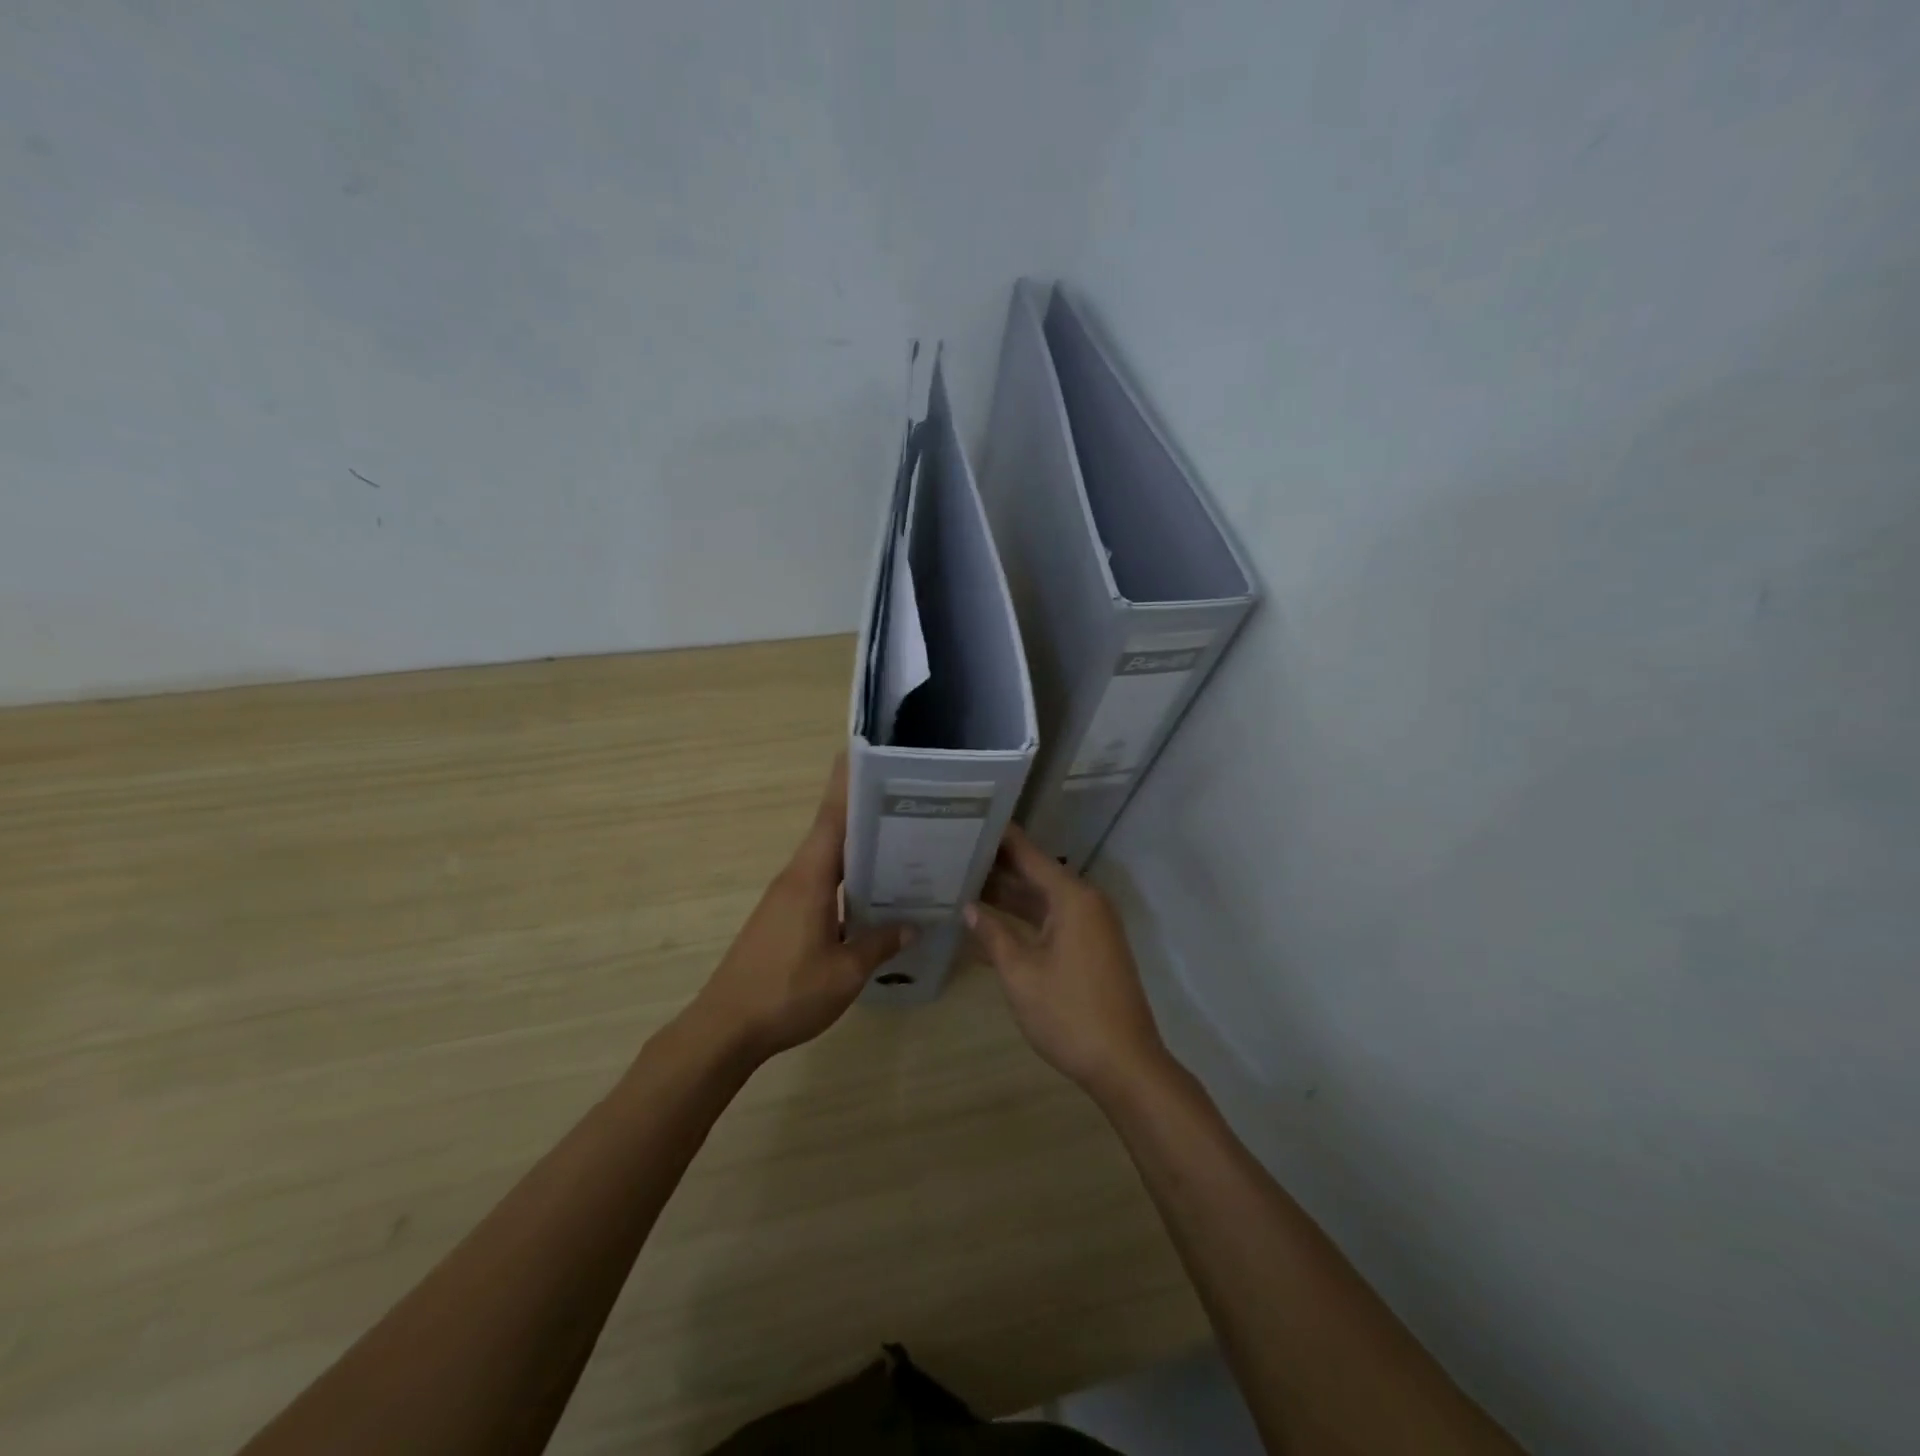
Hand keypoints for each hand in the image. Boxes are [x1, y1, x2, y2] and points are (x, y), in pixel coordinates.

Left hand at [684, 754, 909, 1063]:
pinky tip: (871, 894)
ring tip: (900, 843)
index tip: (866, 754)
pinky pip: (820, 883)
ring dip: (857, 848)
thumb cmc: (787, 993)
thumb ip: (880, 944)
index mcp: (810, 879)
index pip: (832, 818)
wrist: (726, 1028)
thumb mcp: (845, 973)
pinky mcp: (782, 917)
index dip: (847, 785)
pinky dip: (846, 878)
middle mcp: (796, 878)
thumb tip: (912, 924)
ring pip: (827, 860)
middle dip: (864, 812)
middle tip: (907, 801)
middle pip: (832, 833)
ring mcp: (786, 898)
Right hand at [965, 825, 1169, 1099]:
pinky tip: (993, 923)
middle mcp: (1086, 903)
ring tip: (965, 883)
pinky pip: (1053, 920)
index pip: (1029, 854)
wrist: (1125, 1064)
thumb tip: (969, 907)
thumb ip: (993, 935)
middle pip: (1036, 874)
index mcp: (1072, 898)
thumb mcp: (1021, 974)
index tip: (971, 819)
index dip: (1000, 838)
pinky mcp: (1092, 948)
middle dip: (998, 867)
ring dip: (1010, 896)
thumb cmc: (1069, 1014)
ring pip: (1044, 900)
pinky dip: (1026, 919)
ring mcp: (1092, 926)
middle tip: (956, 854)